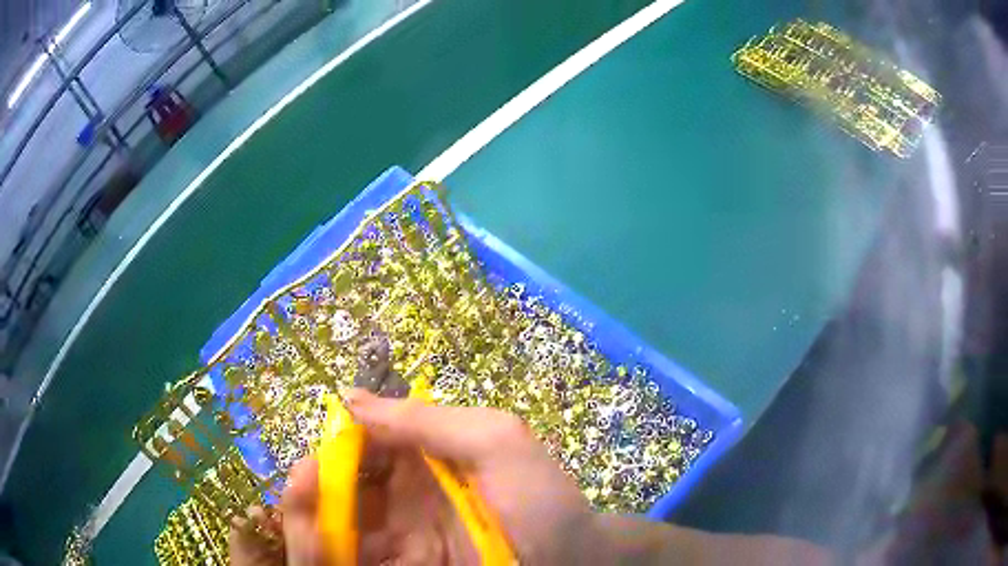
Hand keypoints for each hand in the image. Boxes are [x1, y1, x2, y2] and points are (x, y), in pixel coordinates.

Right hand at [231, 388, 597, 564]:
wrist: (574, 562)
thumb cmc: (542, 500)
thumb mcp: (497, 442)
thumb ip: (428, 420)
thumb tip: (350, 398)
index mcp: (420, 459)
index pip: (359, 446)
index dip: (332, 450)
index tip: (312, 466)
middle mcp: (400, 497)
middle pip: (339, 487)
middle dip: (312, 490)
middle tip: (304, 495)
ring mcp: (399, 538)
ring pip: (338, 527)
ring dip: (311, 525)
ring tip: (305, 527)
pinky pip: (356, 559)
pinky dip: (330, 555)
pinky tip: (319, 553)